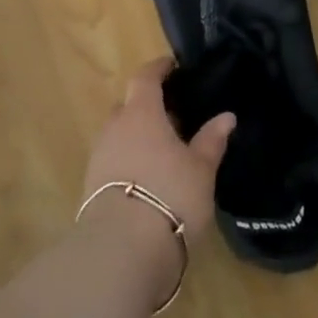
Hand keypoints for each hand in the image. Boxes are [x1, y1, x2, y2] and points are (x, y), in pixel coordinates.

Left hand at [82, 58, 235, 233]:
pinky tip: (147, 178)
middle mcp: (115, 128)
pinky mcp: (90, 187)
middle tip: (173, 117)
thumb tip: (226, 116)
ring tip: (163, 151)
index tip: (171, 66)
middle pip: (128, 106)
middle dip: (147, 107)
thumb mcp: (201, 169)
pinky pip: (112, 160)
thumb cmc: (170, 196)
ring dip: (137, 136)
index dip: (158, 69)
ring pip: (119, 135)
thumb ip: (211, 140)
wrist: (121, 251)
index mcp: (141, 113)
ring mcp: (99, 157)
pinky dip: (128, 160)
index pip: (145, 78)